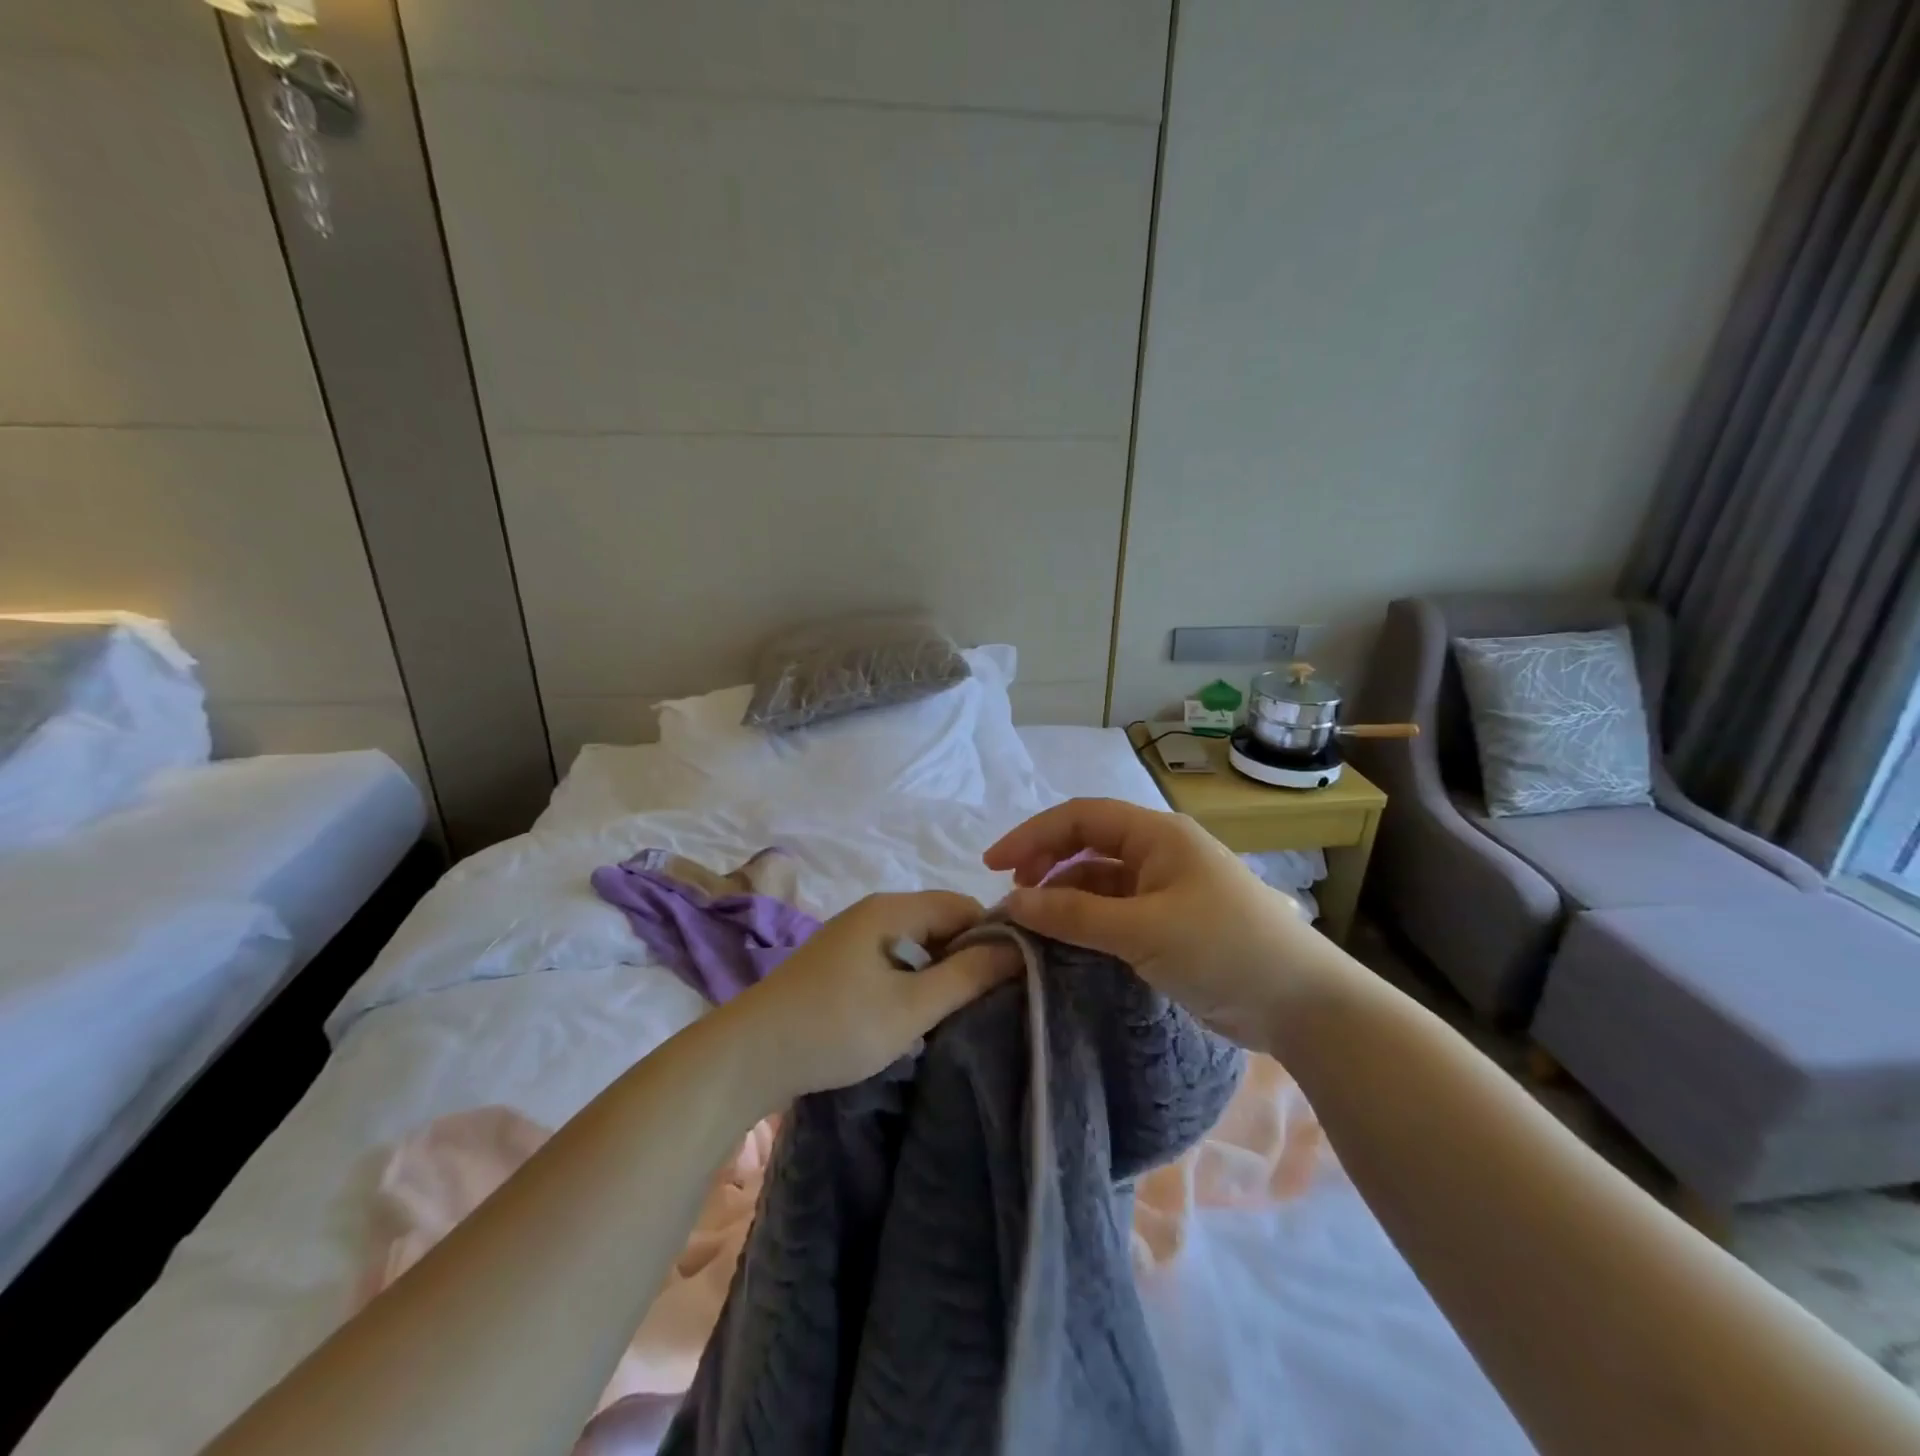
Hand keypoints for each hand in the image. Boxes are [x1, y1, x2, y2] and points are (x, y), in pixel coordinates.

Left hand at [717, 891, 1021, 1106]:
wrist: (747, 1056)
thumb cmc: (834, 1027)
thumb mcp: (910, 1007)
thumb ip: (966, 976)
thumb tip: (1016, 950)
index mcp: (891, 909)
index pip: (961, 905)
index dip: (992, 934)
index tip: (1015, 976)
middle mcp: (872, 912)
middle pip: (938, 920)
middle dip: (967, 954)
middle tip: (990, 999)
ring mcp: (852, 938)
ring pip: (915, 943)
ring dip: (940, 970)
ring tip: (959, 1010)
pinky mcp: (839, 964)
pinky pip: (893, 959)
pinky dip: (913, 979)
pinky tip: (917, 1013)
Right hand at [984, 798, 1344, 1047]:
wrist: (1302, 1003)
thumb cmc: (1224, 948)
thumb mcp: (1142, 930)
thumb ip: (1074, 914)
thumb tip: (1012, 902)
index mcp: (1157, 834)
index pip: (1080, 817)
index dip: (1032, 835)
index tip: (992, 865)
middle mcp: (1158, 851)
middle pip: (1087, 843)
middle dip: (1045, 861)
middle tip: (1011, 894)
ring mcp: (1165, 887)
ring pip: (1099, 878)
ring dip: (1063, 893)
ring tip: (1032, 921)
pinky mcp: (1169, 922)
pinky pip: (1114, 909)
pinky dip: (1086, 919)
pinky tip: (1066, 938)